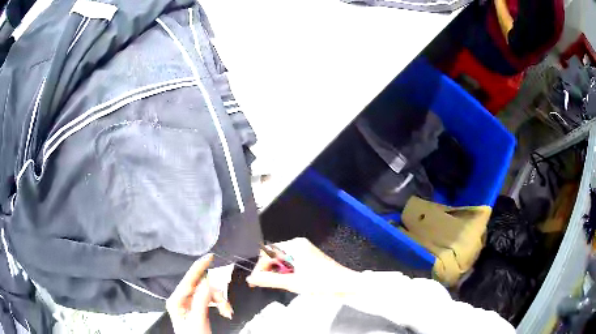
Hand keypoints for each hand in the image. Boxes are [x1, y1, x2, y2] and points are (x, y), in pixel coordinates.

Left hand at [166, 254, 233, 333]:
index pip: (188, 280)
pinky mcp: (197, 307)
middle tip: (226, 307)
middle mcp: (181, 299)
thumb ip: (201, 300)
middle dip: (216, 295)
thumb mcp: (198, 320)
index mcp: (176, 301)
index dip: (199, 267)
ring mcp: (189, 303)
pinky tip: (224, 311)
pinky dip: (219, 304)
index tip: (210, 257)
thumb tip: (206, 282)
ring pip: (208, 293)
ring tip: (226, 312)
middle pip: (201, 287)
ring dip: (220, 301)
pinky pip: (210, 299)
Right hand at [246, 238, 357, 295]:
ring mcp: (305, 250)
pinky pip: (291, 262)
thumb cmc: (322, 283)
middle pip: (274, 255)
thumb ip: (269, 280)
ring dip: (276, 272)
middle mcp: (298, 244)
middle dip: (267, 270)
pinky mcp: (309, 257)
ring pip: (282, 260)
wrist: (346, 285)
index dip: (259, 267)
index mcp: (294, 246)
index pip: (267, 253)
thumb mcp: (292, 283)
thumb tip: (251, 278)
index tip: (253, 281)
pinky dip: (286, 272)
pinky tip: (288, 281)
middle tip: (262, 285)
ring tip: (277, 284)